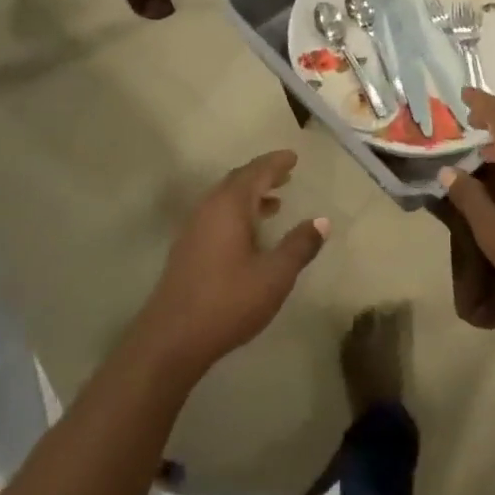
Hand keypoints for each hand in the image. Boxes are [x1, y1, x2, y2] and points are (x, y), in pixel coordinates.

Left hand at [139, 151, 329, 374]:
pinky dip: (237, 213)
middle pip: (237, 181)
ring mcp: (193, 229)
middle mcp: (208, 209)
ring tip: (274, 202)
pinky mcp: (187, 249)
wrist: (172, 338)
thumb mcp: (275, 275)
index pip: (256, 172)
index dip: (276, 163)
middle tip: (286, 174)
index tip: (293, 157)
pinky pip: (216, 216)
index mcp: (230, 206)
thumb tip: (322, 221)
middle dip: (262, 175)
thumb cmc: (229, 301)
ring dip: (250, 196)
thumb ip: (299, 246)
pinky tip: (250, 234)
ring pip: (224, 200)